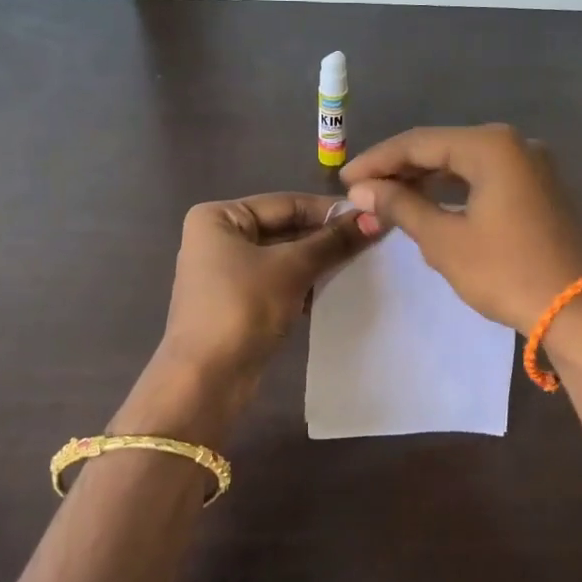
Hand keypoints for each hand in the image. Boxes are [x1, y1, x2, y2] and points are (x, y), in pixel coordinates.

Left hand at [157, 193, 371, 381]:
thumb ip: (333, 242)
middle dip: (325, 238)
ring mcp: (226, 273)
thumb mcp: (292, 268)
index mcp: (219, 217)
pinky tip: (338, 289)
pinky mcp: (237, 303)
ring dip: (319, 262)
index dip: (329, 211)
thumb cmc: (243, 307)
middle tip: (373, 241)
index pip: (285, 203)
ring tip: (363, 264)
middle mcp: (218, 239)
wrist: (206, 378)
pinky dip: (304, 284)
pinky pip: (278, 282)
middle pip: (284, 229)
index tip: (372, 216)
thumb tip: (375, 218)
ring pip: (283, 258)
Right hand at [342, 124, 581, 330]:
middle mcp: (515, 144)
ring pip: (465, 163)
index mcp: (491, 146)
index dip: (377, 160)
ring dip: (426, 179)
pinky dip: (454, 189)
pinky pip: (486, 178)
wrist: (577, 311)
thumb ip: (401, 206)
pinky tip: (430, 204)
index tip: (344, 180)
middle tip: (362, 190)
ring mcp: (532, 166)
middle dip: (400, 169)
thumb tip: (362, 190)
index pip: (419, 142)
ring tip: (388, 198)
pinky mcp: (539, 189)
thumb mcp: (444, 240)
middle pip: (443, 147)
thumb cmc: (506, 272)